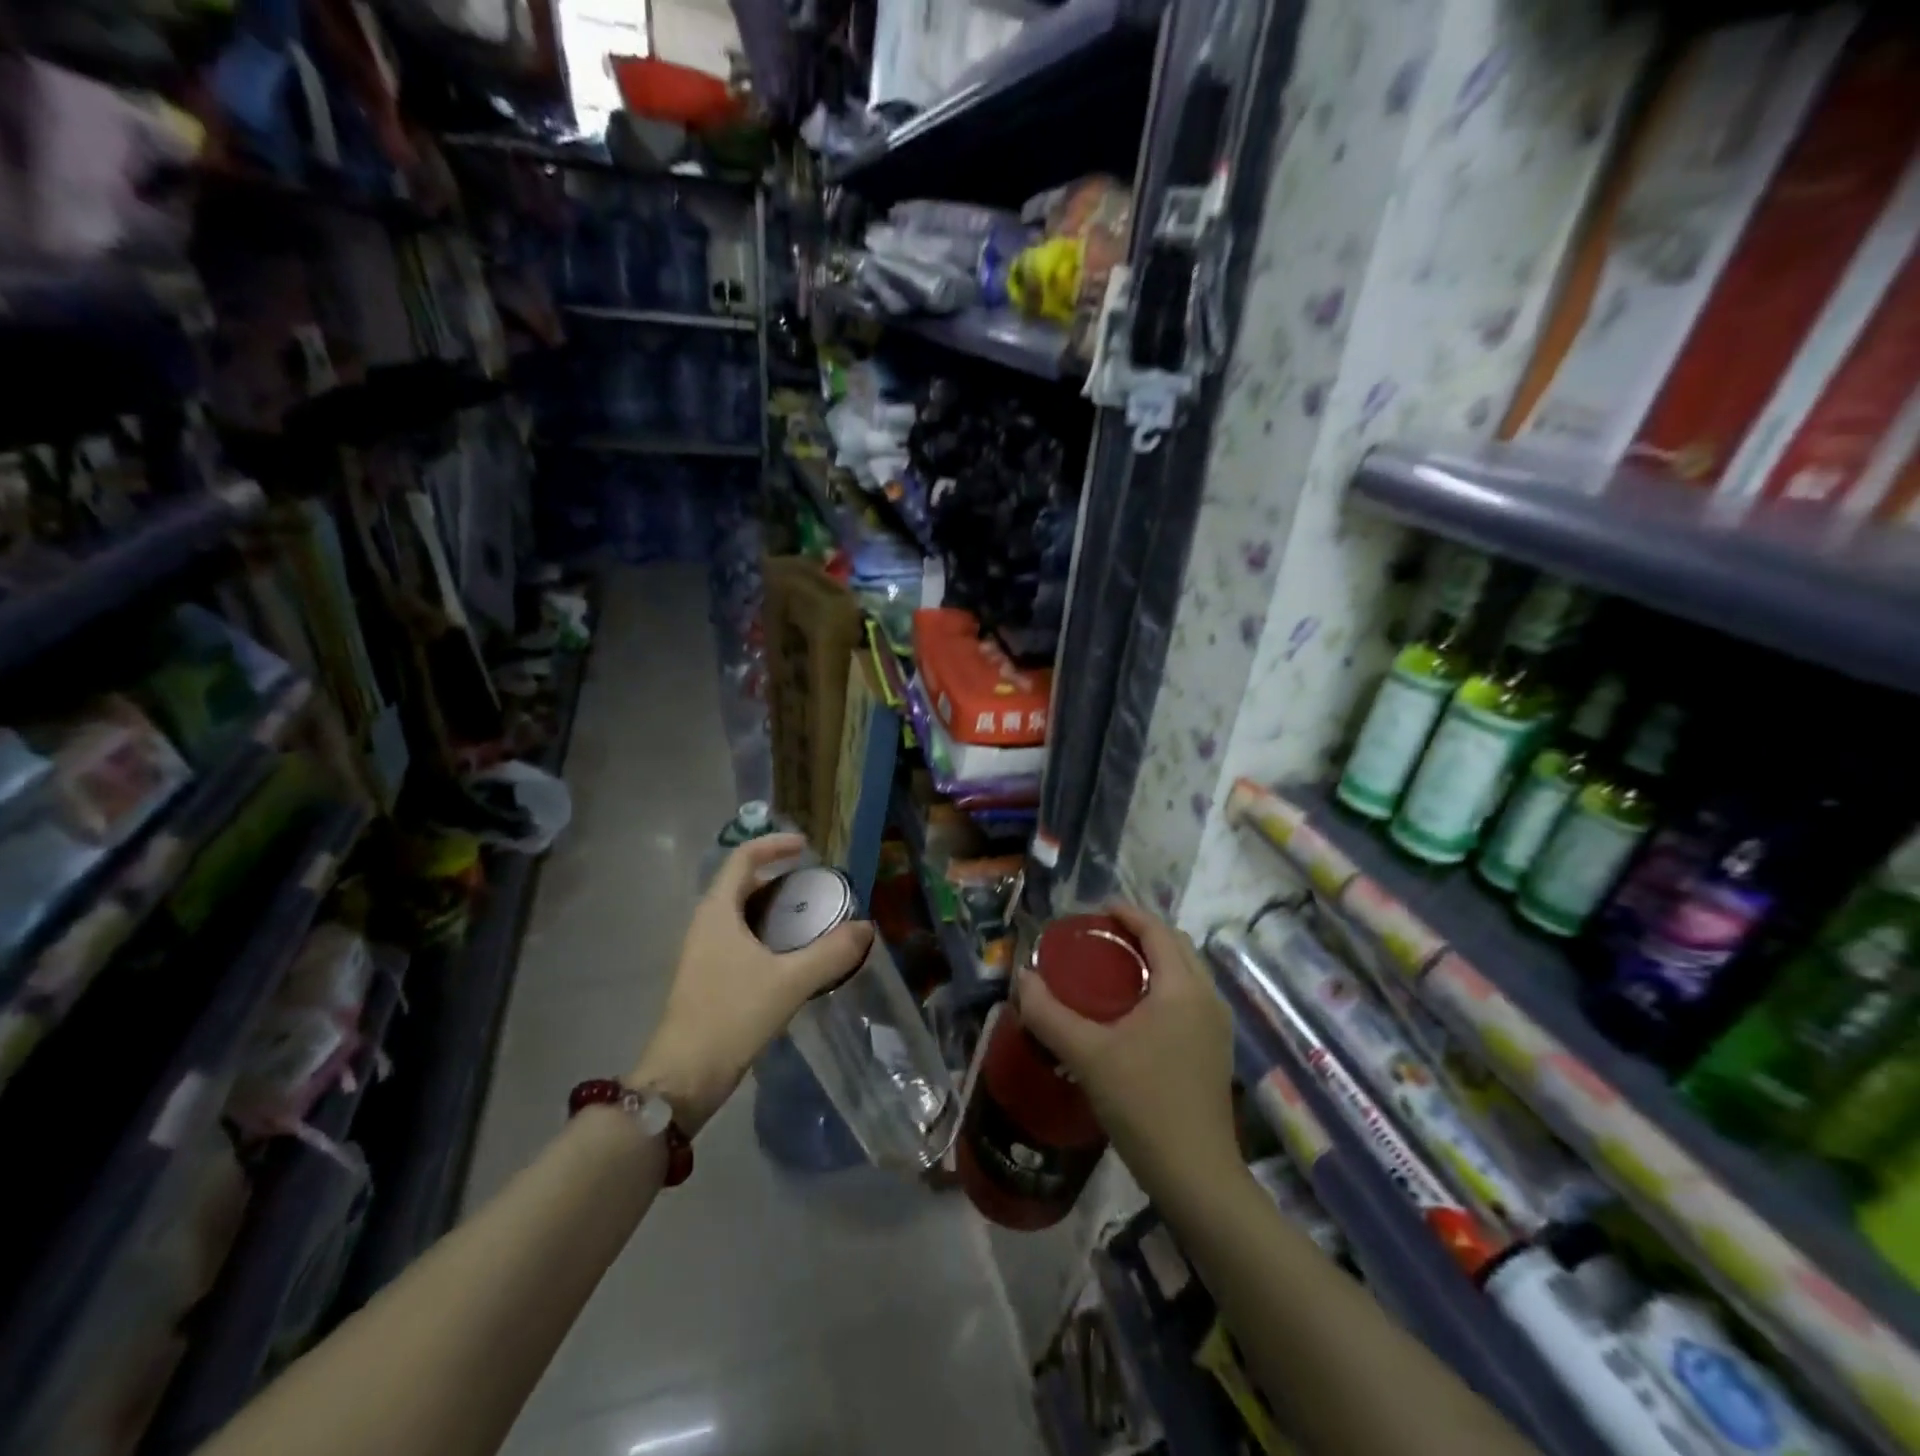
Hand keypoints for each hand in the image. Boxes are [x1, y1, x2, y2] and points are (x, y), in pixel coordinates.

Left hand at [629, 835, 872, 1134]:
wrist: (683, 1077)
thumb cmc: (731, 1017)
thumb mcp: (789, 982)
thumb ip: (831, 953)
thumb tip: (866, 928)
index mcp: (718, 912)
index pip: (742, 858)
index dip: (773, 845)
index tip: (806, 847)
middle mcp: (705, 924)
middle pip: (741, 884)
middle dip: (779, 878)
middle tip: (815, 887)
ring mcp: (703, 953)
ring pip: (740, 914)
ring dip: (773, 908)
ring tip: (810, 919)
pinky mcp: (707, 978)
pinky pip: (739, 940)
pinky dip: (766, 935)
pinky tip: (791, 958)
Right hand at [1016, 903, 1240, 1189]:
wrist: (1196, 1175)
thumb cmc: (1143, 1103)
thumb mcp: (1087, 1055)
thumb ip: (1049, 1014)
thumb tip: (1022, 978)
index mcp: (1183, 988)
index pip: (1158, 931)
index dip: (1128, 913)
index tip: (1096, 910)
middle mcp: (1207, 999)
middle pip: (1177, 946)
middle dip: (1142, 933)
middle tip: (1102, 938)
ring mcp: (1216, 1027)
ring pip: (1186, 974)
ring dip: (1155, 960)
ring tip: (1115, 968)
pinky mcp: (1215, 1052)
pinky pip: (1190, 998)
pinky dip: (1164, 986)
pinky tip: (1135, 1011)